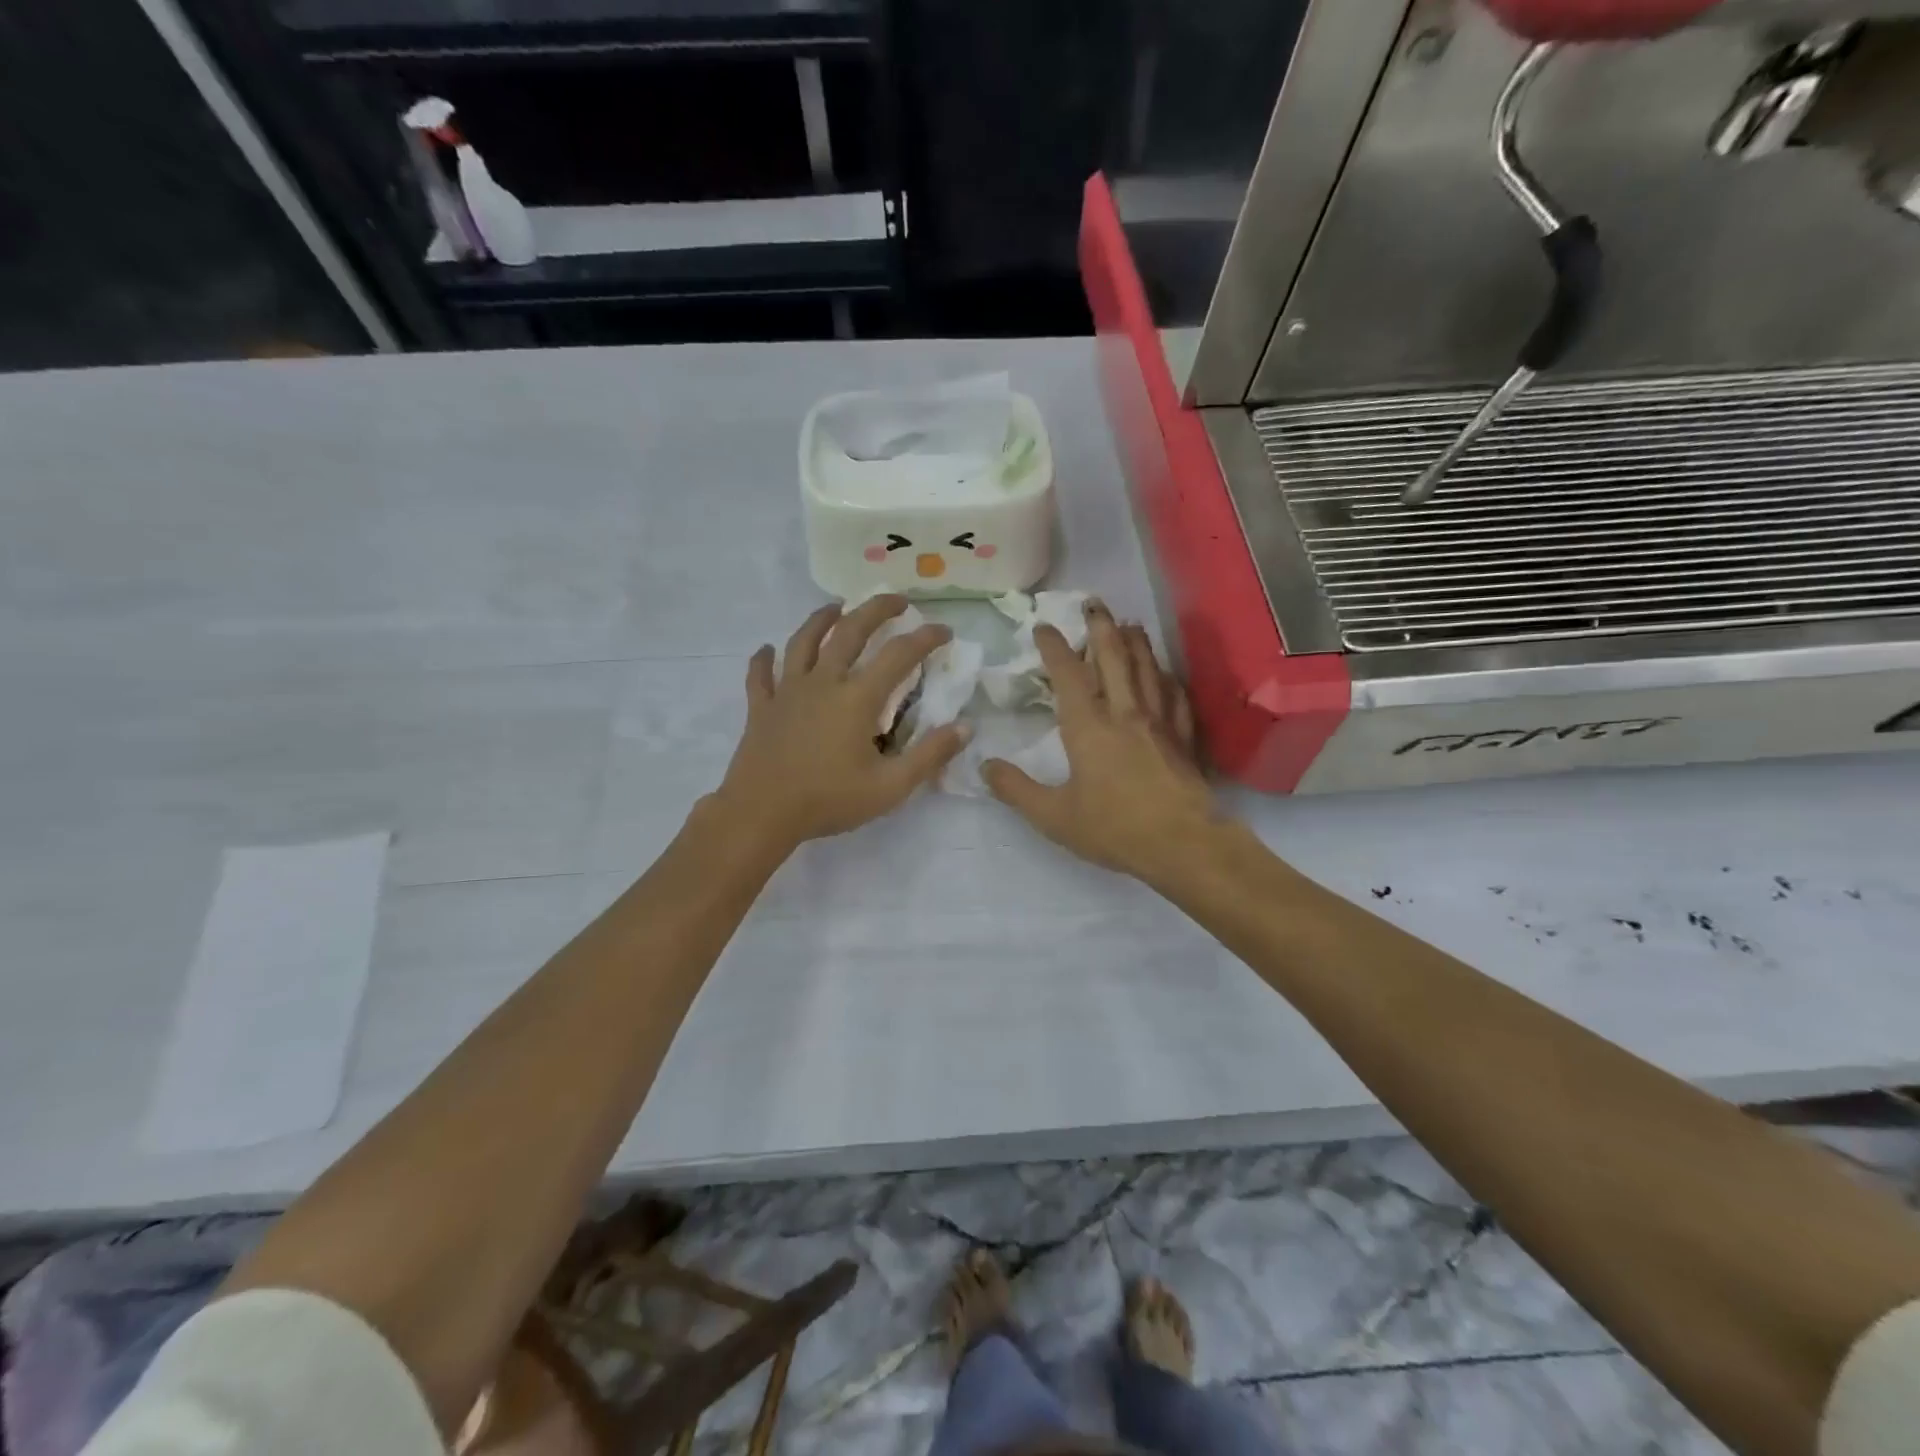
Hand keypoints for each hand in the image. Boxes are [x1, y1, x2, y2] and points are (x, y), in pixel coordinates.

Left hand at [712, 597, 967, 851]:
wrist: (761, 814)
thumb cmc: (829, 801)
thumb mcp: (890, 787)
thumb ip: (930, 755)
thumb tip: (965, 727)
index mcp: (857, 698)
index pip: (899, 655)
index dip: (925, 638)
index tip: (944, 630)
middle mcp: (822, 682)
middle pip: (850, 631)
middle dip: (876, 609)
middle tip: (896, 599)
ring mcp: (787, 692)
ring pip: (803, 641)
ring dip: (821, 619)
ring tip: (836, 606)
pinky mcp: (761, 707)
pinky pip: (760, 674)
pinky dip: (763, 659)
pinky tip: (766, 649)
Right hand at [982, 603, 1225, 884]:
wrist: (1183, 844)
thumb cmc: (1114, 828)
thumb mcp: (1053, 816)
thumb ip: (1016, 790)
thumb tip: (984, 766)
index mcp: (1088, 726)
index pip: (1068, 675)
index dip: (1054, 647)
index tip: (1044, 626)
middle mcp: (1125, 712)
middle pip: (1114, 657)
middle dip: (1101, 627)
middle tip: (1093, 603)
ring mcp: (1159, 722)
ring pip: (1147, 668)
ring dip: (1136, 642)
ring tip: (1129, 623)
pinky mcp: (1183, 737)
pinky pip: (1175, 696)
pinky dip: (1167, 677)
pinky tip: (1165, 673)